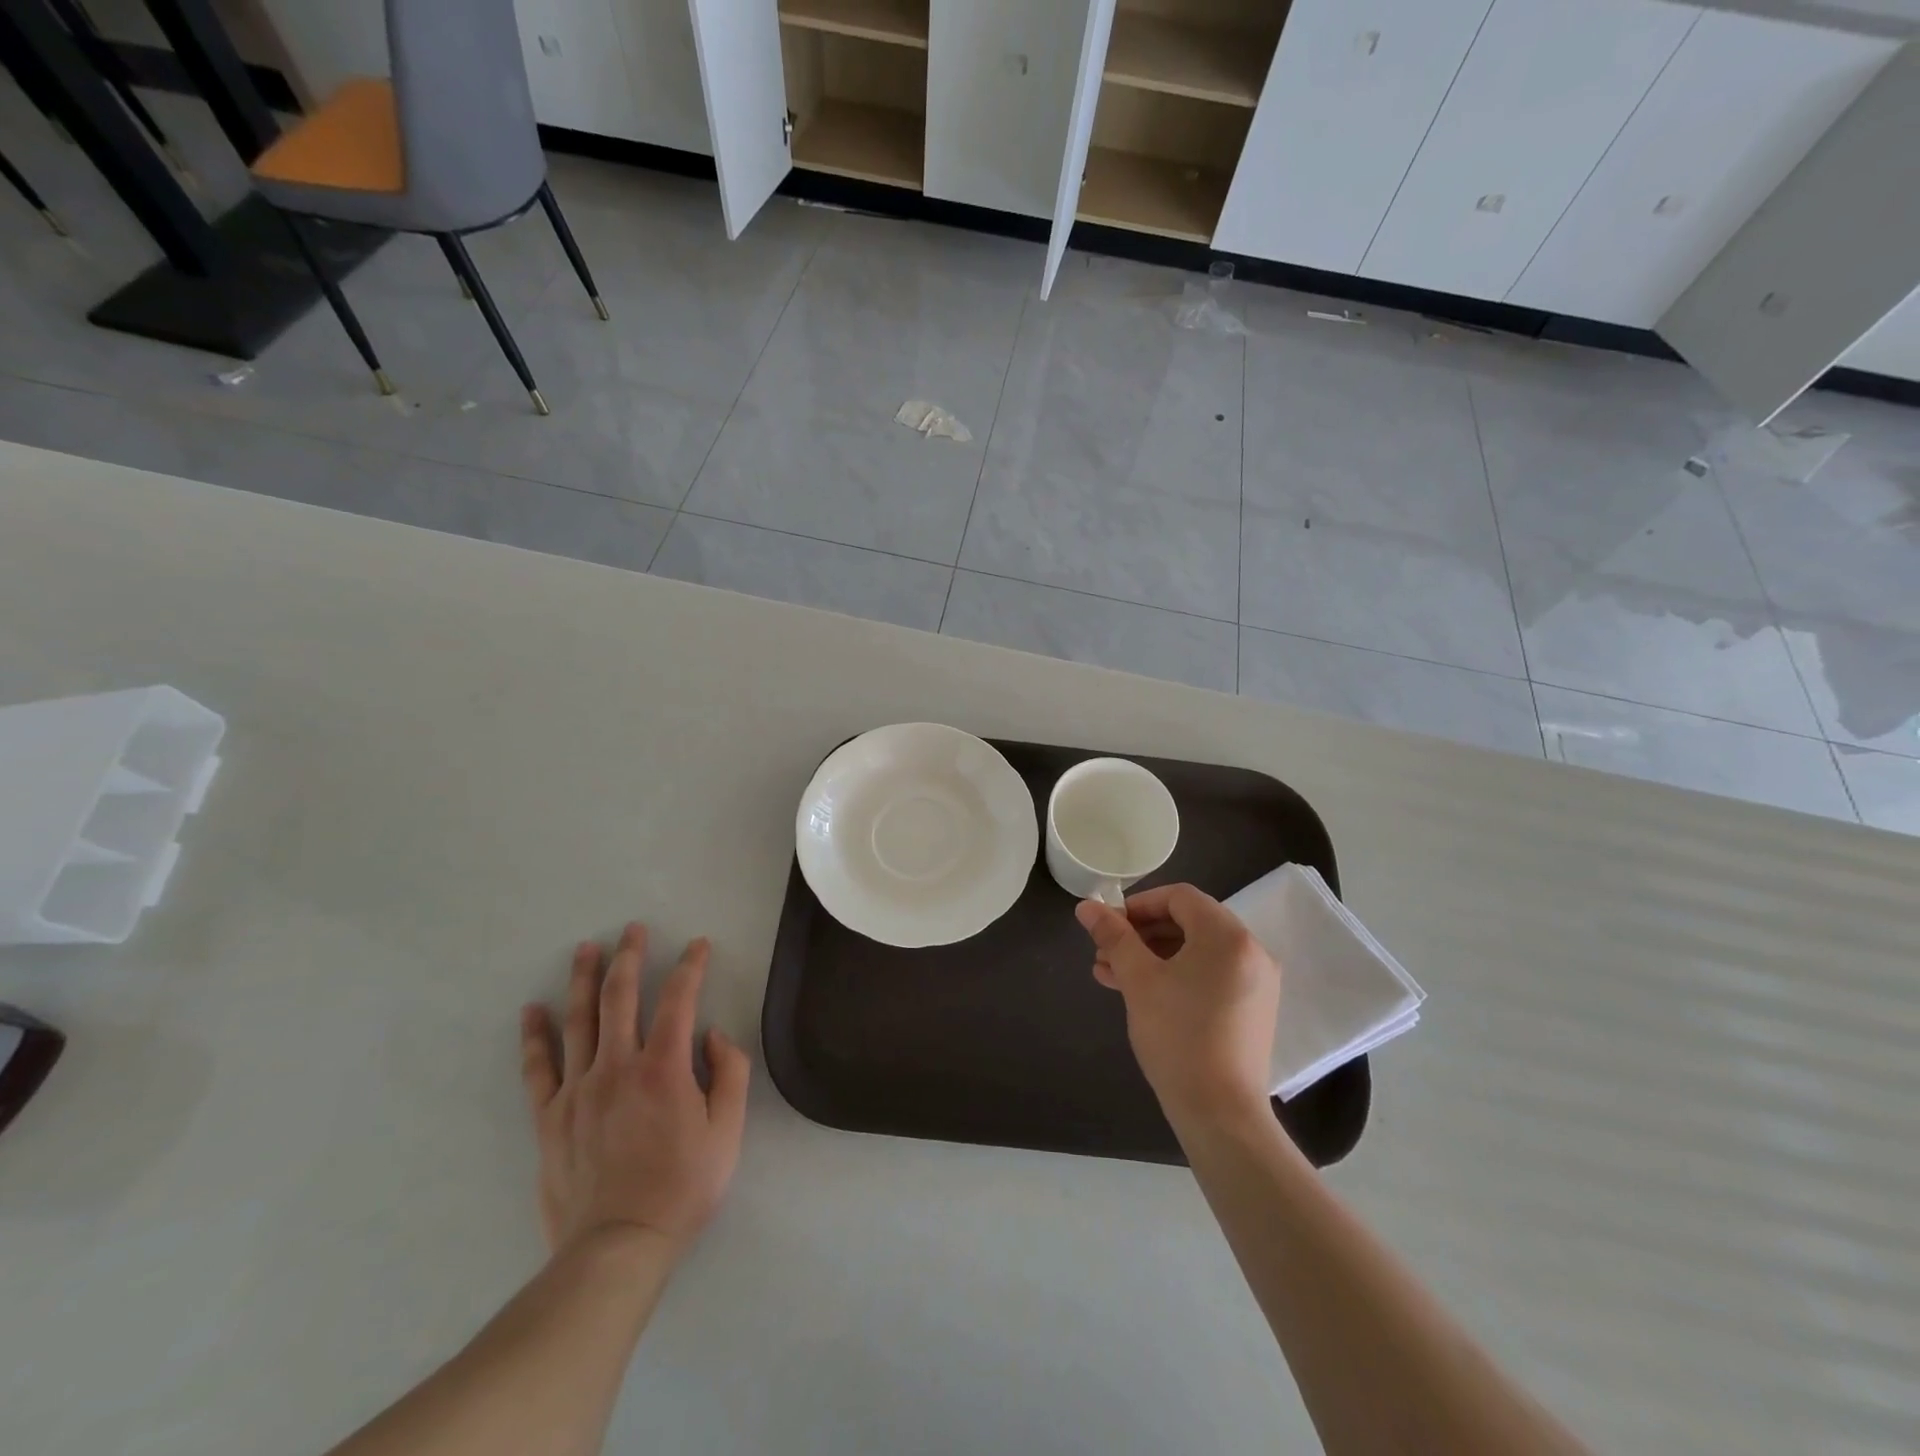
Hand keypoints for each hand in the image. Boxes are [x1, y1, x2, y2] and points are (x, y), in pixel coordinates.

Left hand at [520, 924, 750, 1257]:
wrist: (617, 1248)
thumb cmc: (681, 1187)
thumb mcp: (727, 1132)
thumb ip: (728, 1075)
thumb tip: (712, 1035)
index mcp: (664, 1068)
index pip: (679, 999)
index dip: (690, 966)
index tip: (698, 945)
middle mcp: (617, 1066)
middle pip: (621, 997)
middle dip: (630, 956)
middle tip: (633, 928)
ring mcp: (578, 1090)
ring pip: (579, 1020)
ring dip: (584, 979)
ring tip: (586, 948)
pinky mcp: (550, 1117)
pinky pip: (538, 1068)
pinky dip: (535, 1036)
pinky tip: (532, 1010)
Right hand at [1077, 884, 1280, 1127]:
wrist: (1220, 1113)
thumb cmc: (1177, 1036)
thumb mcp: (1138, 980)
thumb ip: (1114, 936)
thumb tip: (1086, 905)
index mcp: (1227, 935)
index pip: (1179, 897)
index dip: (1139, 904)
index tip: (1109, 925)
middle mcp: (1250, 951)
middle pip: (1188, 922)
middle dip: (1141, 934)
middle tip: (1106, 952)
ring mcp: (1256, 982)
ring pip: (1196, 951)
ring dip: (1153, 956)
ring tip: (1112, 975)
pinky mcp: (1252, 1009)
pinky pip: (1210, 975)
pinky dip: (1177, 975)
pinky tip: (1141, 993)